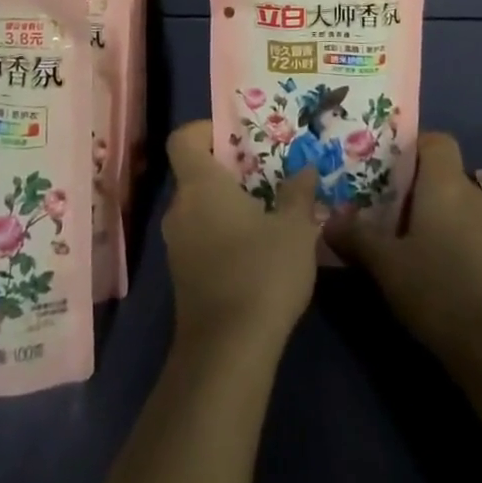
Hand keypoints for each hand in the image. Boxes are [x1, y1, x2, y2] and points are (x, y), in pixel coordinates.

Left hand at [162, 120, 320, 356]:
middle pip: (195, 173)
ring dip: (227, 203)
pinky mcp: (182, 276)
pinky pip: (200, 236)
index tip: (237, 135)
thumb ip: (298, 193)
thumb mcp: (295, 229)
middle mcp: (180, 208)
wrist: (227, 353)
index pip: (183, 138)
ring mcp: (177, 245)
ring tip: (268, 209)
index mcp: (199, 185)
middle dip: (228, 169)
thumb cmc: (261, 273)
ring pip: (199, 207)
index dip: (206, 129)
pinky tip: (257, 249)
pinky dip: (223, 232)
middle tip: (267, 172)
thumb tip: (305, 169)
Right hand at [329, 132, 481, 365]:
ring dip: (439, 221)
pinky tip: (441, 277)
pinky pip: (477, 235)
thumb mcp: (386, 265)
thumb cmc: (440, 291)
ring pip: (461, 208)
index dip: (413, 148)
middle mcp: (476, 195)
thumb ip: (356, 237)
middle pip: (445, 177)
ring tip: (412, 250)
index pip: (436, 141)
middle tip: (387, 216)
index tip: (388, 173)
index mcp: (446, 184)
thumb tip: (329, 220)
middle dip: (417, 192)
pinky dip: (458, 245)